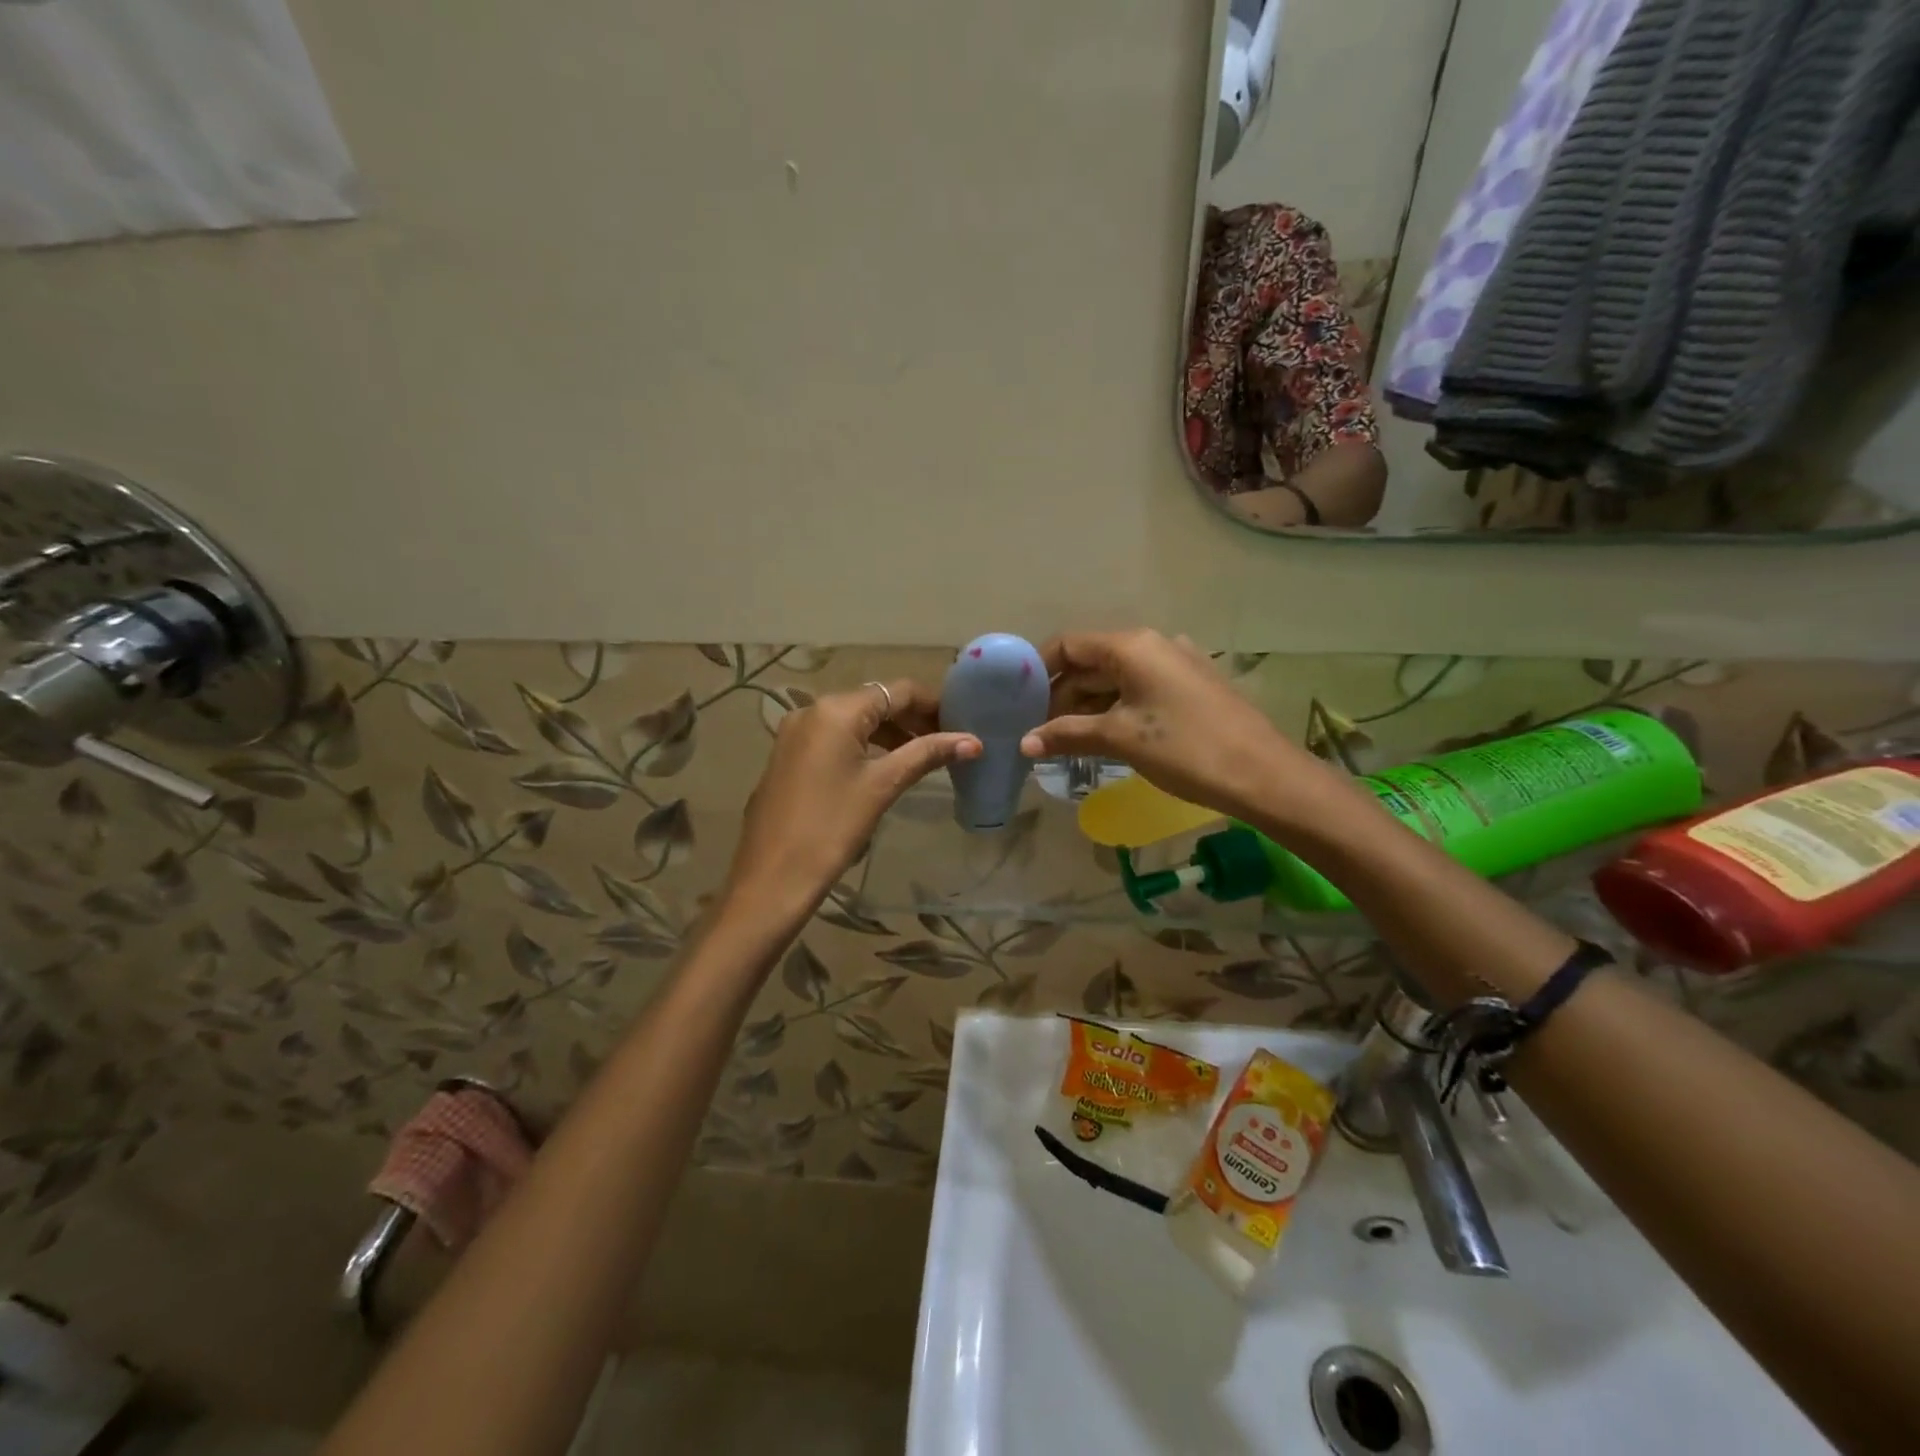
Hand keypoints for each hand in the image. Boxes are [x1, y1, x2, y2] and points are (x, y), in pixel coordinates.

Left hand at [724, 681, 979, 918]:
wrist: (772, 877)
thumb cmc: (832, 828)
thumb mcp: (883, 786)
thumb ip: (927, 755)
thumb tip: (973, 742)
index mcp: (836, 710)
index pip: (898, 690)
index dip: (934, 704)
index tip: (962, 724)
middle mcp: (811, 710)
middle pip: (875, 701)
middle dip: (912, 719)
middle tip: (947, 743)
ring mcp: (795, 733)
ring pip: (854, 720)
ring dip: (889, 733)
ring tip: (922, 756)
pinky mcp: (788, 756)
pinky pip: (834, 737)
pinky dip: (863, 744)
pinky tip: (883, 766)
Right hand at [1020, 630, 1325, 823]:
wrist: (1263, 774)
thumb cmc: (1185, 748)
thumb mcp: (1120, 739)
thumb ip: (1068, 734)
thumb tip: (1024, 743)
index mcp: (1132, 646)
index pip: (1069, 644)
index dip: (1039, 669)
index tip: (1016, 700)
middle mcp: (1152, 645)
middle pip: (1090, 661)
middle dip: (1060, 693)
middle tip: (1035, 729)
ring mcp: (1174, 665)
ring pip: (1114, 679)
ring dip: (1085, 705)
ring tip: (1060, 738)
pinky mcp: (1189, 688)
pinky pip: (1137, 691)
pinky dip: (1112, 710)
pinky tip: (1099, 737)